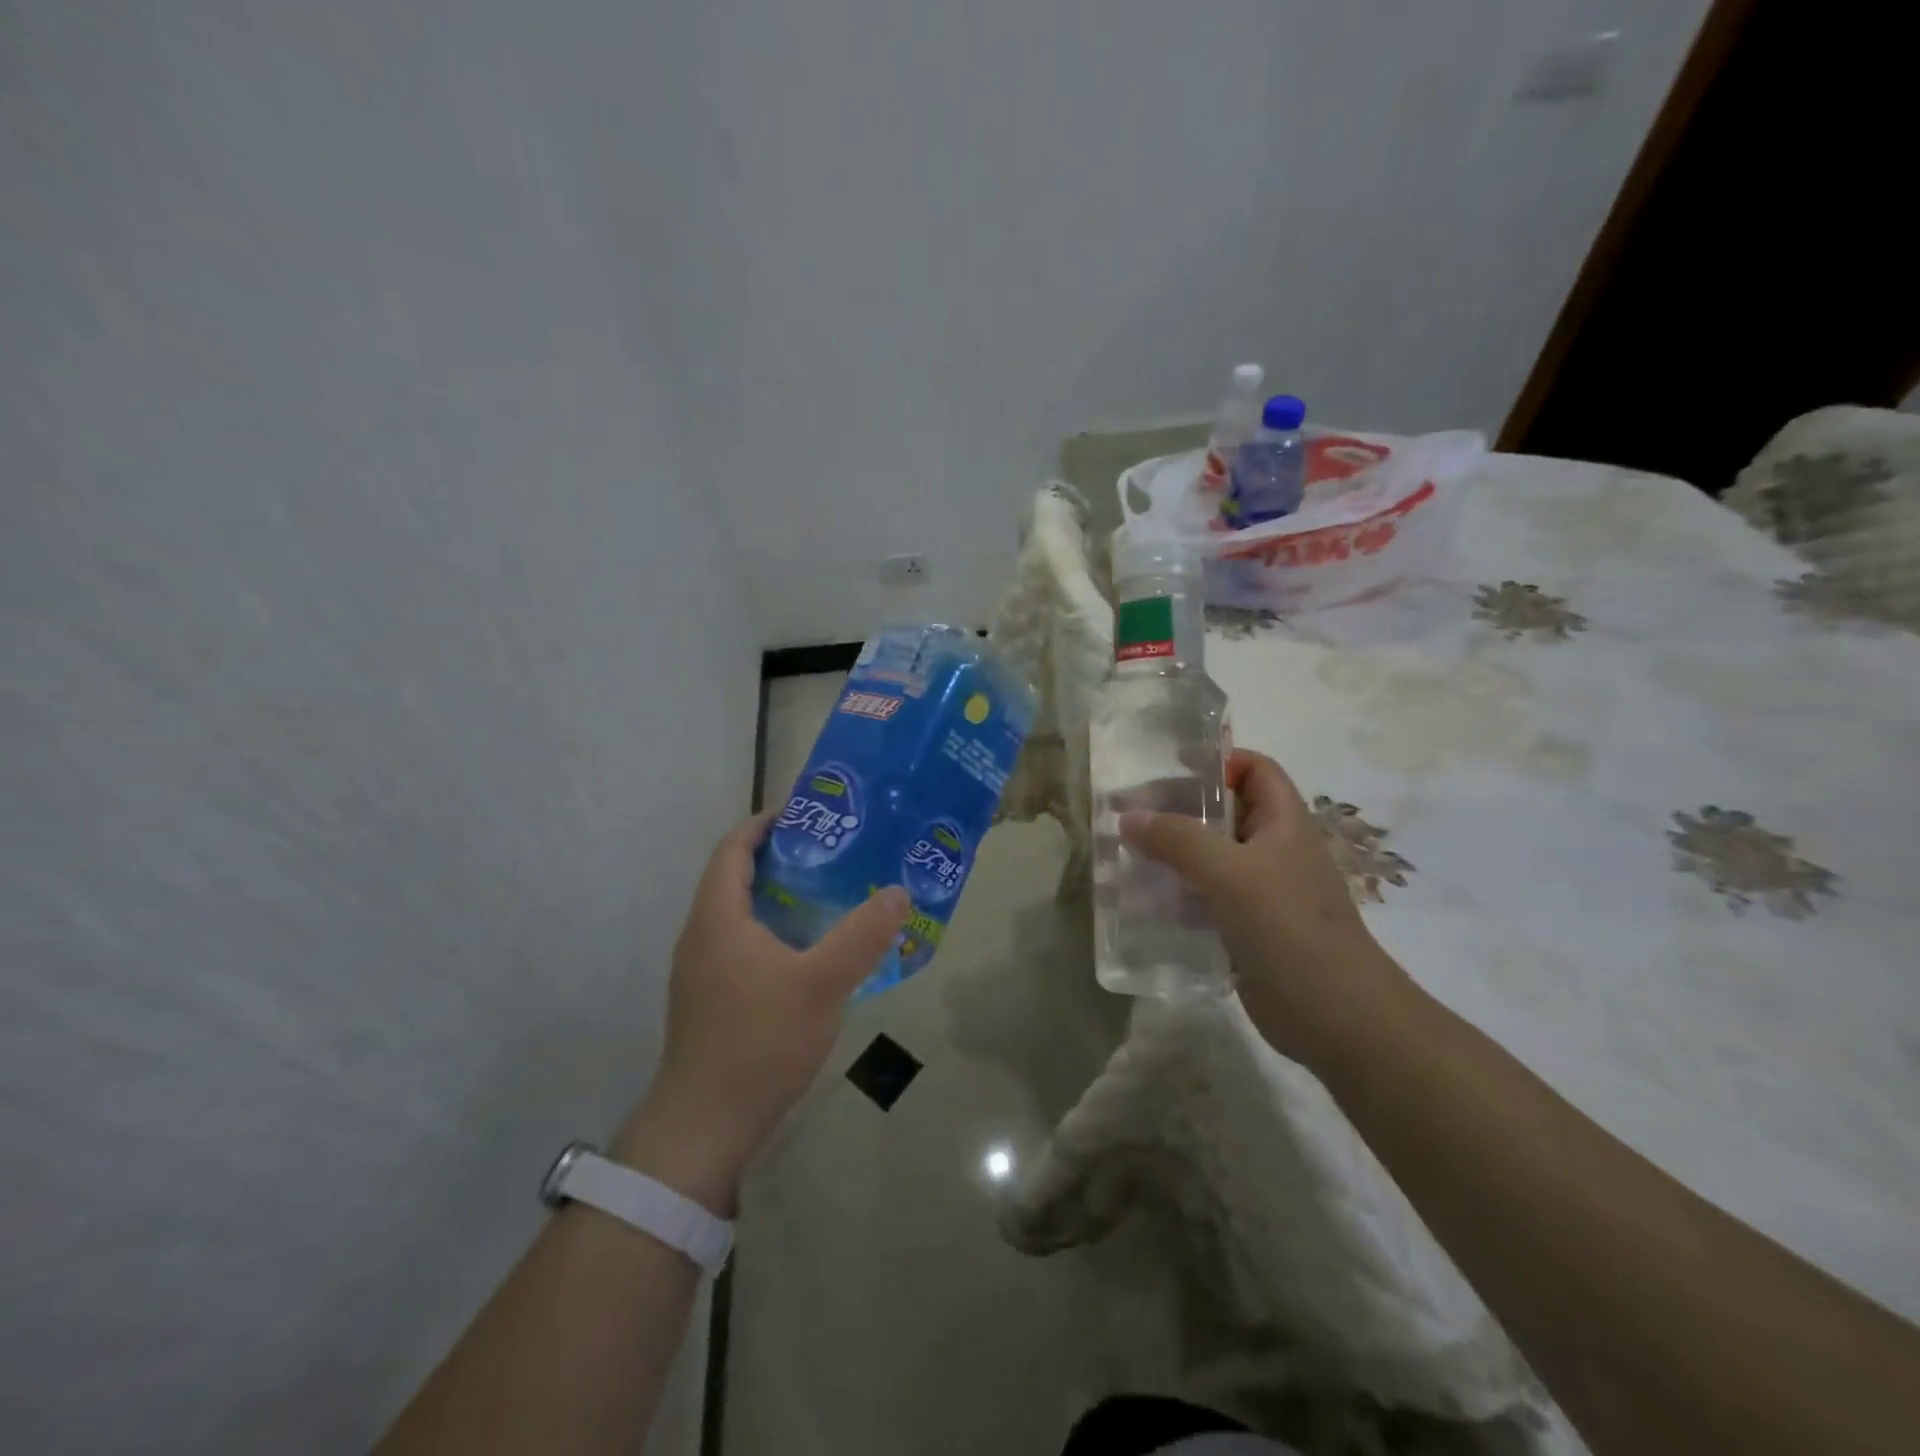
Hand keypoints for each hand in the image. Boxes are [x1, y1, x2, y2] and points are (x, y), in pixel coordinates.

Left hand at [613, 813, 910, 1214]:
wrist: (705, 1126)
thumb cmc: (758, 1041)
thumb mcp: (821, 984)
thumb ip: (861, 936)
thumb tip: (899, 892)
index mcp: (718, 917)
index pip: (734, 848)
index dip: (766, 823)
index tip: (809, 813)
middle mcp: (702, 935)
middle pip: (736, 877)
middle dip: (782, 857)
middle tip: (834, 852)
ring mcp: (702, 970)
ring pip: (740, 914)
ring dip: (779, 896)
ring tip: (830, 893)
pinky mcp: (710, 999)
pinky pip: (742, 944)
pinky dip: (774, 931)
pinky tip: (811, 952)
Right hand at [1119, 749, 1411, 1066]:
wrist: (1335, 1016)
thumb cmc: (1288, 927)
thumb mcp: (1230, 872)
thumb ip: (1178, 839)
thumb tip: (1129, 816)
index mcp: (1283, 823)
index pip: (1255, 769)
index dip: (1218, 759)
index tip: (1167, 764)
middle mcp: (1272, 851)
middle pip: (1222, 813)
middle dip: (1176, 809)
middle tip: (1126, 812)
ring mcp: (1258, 893)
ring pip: (1207, 859)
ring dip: (1168, 855)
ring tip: (1119, 855)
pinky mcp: (1244, 930)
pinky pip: (1202, 900)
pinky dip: (1172, 897)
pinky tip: (1136, 903)